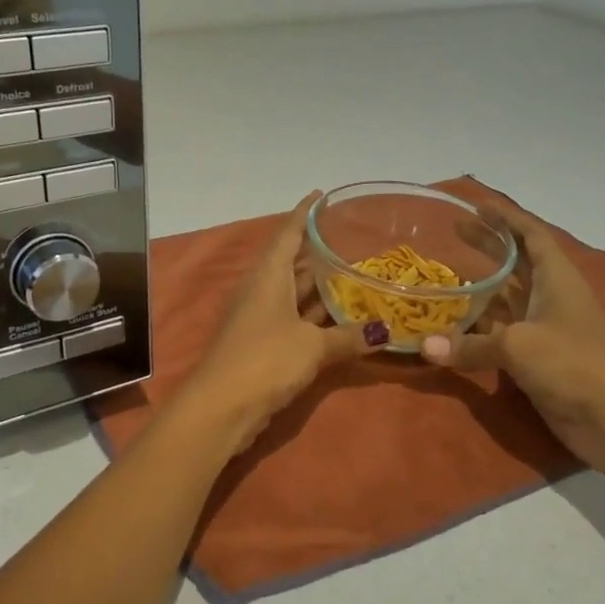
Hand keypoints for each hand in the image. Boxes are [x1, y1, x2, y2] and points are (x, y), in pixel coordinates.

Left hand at [186, 192, 389, 448]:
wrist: (221, 408)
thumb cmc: (265, 360)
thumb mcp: (313, 346)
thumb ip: (348, 336)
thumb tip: (384, 331)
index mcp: (268, 276)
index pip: (287, 233)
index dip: (304, 213)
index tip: (321, 195)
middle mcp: (261, 290)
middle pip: (292, 263)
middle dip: (319, 252)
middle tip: (354, 241)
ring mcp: (259, 319)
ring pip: (295, 294)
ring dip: (320, 288)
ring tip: (356, 276)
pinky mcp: (262, 345)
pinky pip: (294, 320)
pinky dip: (316, 317)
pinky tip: (341, 319)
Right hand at [419, 205, 604, 467]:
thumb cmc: (575, 364)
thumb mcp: (518, 346)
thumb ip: (470, 345)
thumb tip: (424, 346)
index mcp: (556, 279)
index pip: (532, 236)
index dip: (507, 218)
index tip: (477, 205)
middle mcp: (550, 298)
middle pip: (516, 263)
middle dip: (487, 246)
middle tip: (452, 232)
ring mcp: (544, 330)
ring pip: (506, 301)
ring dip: (479, 290)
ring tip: (443, 278)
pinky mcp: (537, 360)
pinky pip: (500, 336)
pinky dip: (477, 331)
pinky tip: (451, 329)